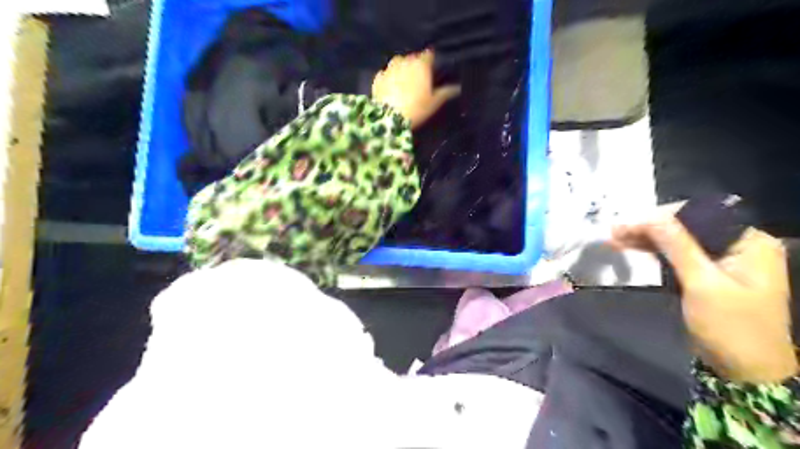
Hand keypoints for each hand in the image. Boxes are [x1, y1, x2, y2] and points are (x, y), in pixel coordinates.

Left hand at [370, 49, 459, 127]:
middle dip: (416, 64)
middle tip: (419, 77)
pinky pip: (385, 74)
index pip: (428, 55)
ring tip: (404, 78)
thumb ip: (446, 92)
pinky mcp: (378, 78)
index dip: (431, 60)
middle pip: (412, 58)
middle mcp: (405, 61)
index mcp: (421, 65)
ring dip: (401, 67)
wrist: (389, 118)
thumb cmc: (416, 108)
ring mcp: (389, 69)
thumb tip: (458, 87)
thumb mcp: (434, 102)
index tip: (432, 67)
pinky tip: (390, 86)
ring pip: (397, 62)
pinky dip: (388, 77)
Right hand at [610, 211, 796, 381]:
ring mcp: (721, 260)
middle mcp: (737, 245)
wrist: (744, 370)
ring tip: (615, 238)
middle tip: (615, 230)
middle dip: (650, 227)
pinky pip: (677, 255)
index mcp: (749, 241)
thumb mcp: (702, 284)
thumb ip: (677, 246)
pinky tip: (631, 249)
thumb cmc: (730, 326)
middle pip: (686, 226)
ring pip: (678, 240)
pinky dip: (654, 253)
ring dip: (647, 239)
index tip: (629, 222)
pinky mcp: (706, 274)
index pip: (700, 215)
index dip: (662, 216)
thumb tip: (651, 217)